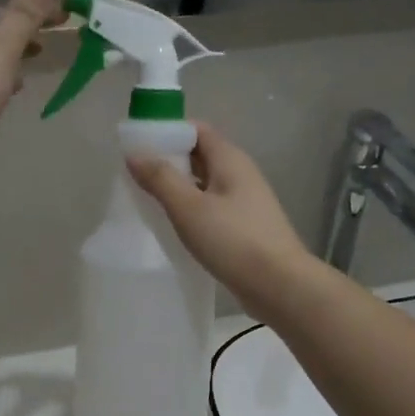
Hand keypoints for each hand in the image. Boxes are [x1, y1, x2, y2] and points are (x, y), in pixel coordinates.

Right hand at [127, 123, 314, 321]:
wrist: (279, 285)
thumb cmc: (233, 240)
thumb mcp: (189, 208)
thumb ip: (161, 178)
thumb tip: (134, 152)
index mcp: (230, 159)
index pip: (197, 130)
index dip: (168, 132)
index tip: (139, 145)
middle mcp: (240, 173)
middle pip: (200, 155)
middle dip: (169, 160)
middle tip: (136, 175)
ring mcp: (245, 201)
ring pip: (205, 183)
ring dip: (179, 186)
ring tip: (149, 199)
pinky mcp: (245, 226)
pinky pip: (212, 206)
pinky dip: (192, 208)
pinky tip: (175, 225)